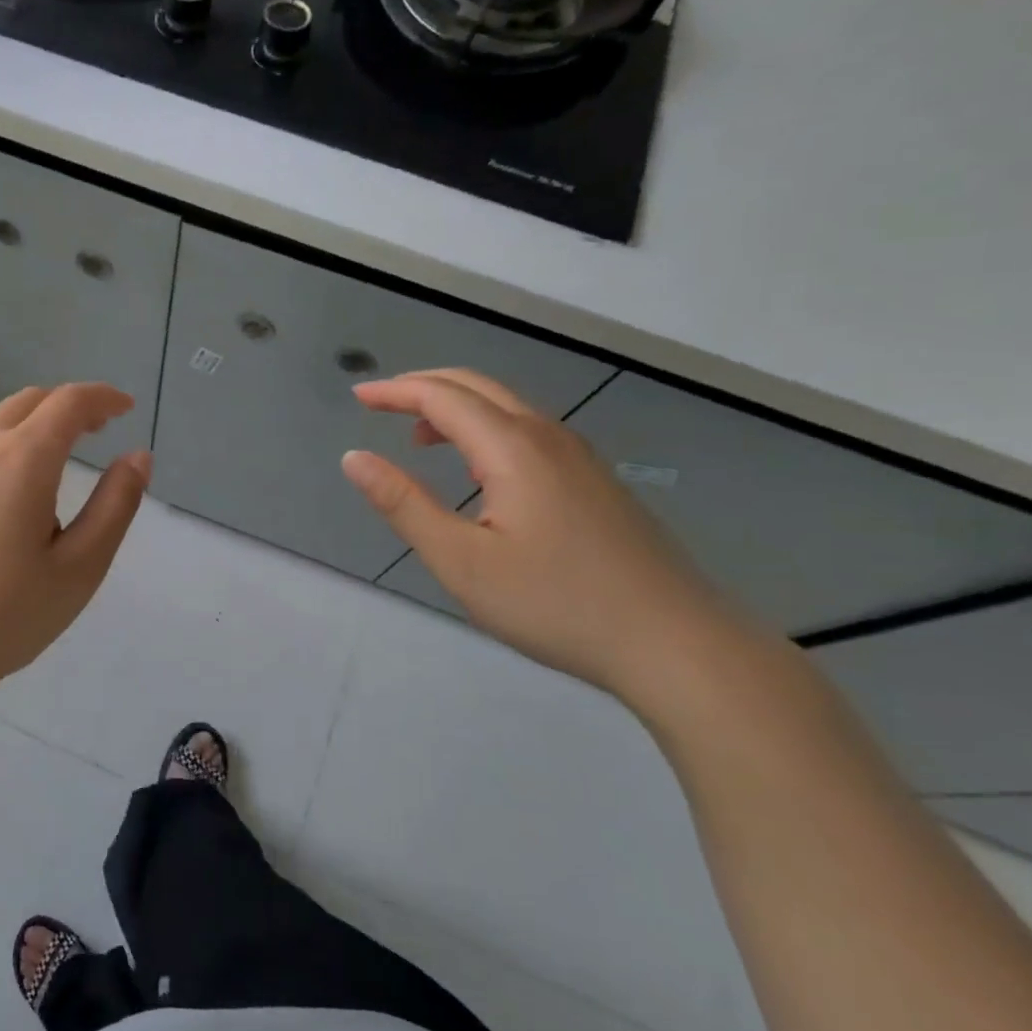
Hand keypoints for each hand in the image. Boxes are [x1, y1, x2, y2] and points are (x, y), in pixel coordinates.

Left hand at [0, 383, 149, 707]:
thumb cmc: (4, 618)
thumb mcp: (80, 568)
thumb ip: (116, 505)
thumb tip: (137, 457)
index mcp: (21, 460)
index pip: (69, 402)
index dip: (103, 397)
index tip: (125, 408)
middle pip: (27, 402)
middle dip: (67, 407)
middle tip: (94, 432)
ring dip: (28, 432)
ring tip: (47, 478)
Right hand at [341, 368, 756, 701]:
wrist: (677, 644)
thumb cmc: (556, 603)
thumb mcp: (462, 561)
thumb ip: (404, 505)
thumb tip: (354, 459)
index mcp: (513, 448)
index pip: (442, 396)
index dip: (395, 391)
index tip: (358, 396)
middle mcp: (548, 437)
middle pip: (477, 386)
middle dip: (423, 387)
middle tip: (380, 403)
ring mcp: (580, 457)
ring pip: (507, 407)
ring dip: (456, 408)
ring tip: (419, 438)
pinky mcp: (596, 481)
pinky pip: (528, 431)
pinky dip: (486, 429)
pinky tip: (479, 471)